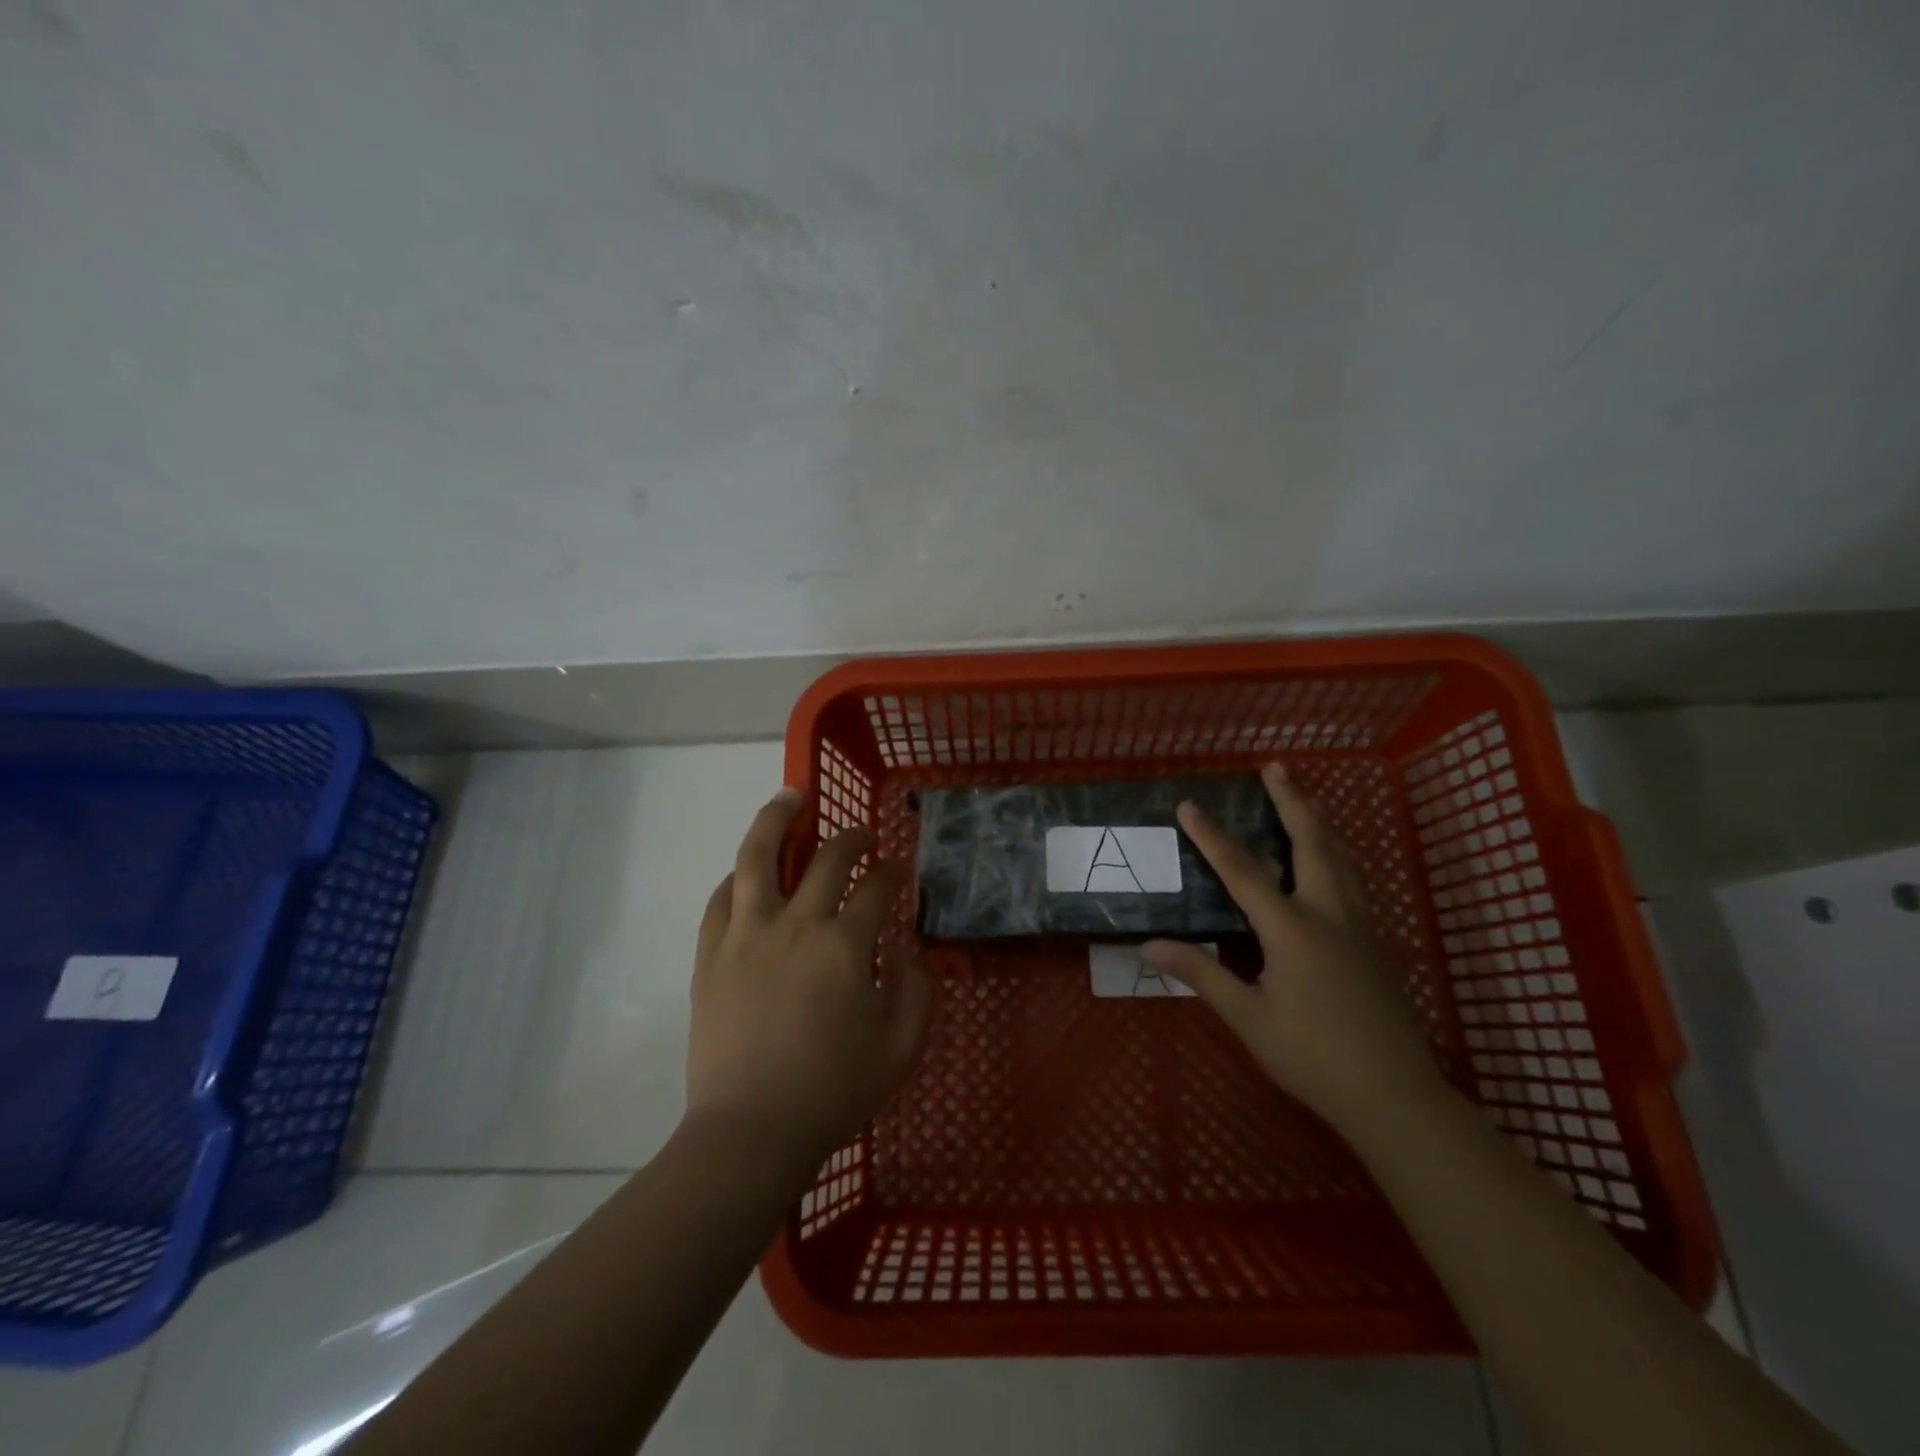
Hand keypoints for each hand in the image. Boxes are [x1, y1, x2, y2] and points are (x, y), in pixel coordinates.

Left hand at [686, 788, 934, 1173]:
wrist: (750, 1133)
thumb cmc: (832, 1092)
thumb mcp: (901, 1049)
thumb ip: (918, 991)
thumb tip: (908, 950)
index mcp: (845, 946)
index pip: (875, 886)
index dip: (893, 872)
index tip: (899, 872)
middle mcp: (796, 925)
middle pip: (826, 858)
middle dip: (851, 838)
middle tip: (862, 835)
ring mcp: (746, 935)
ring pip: (757, 857)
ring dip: (777, 819)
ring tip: (790, 796)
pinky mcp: (711, 954)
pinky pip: (721, 898)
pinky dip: (738, 876)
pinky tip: (747, 871)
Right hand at [1141, 762, 1440, 1130]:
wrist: (1395, 1096)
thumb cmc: (1313, 1057)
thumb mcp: (1248, 1018)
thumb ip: (1201, 974)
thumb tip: (1148, 944)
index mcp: (1292, 929)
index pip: (1243, 871)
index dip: (1212, 836)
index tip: (1189, 805)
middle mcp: (1329, 914)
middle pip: (1311, 843)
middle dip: (1291, 801)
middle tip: (1277, 767)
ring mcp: (1358, 925)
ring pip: (1340, 856)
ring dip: (1318, 820)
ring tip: (1304, 794)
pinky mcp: (1373, 941)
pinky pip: (1352, 878)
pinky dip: (1335, 850)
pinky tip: (1330, 855)